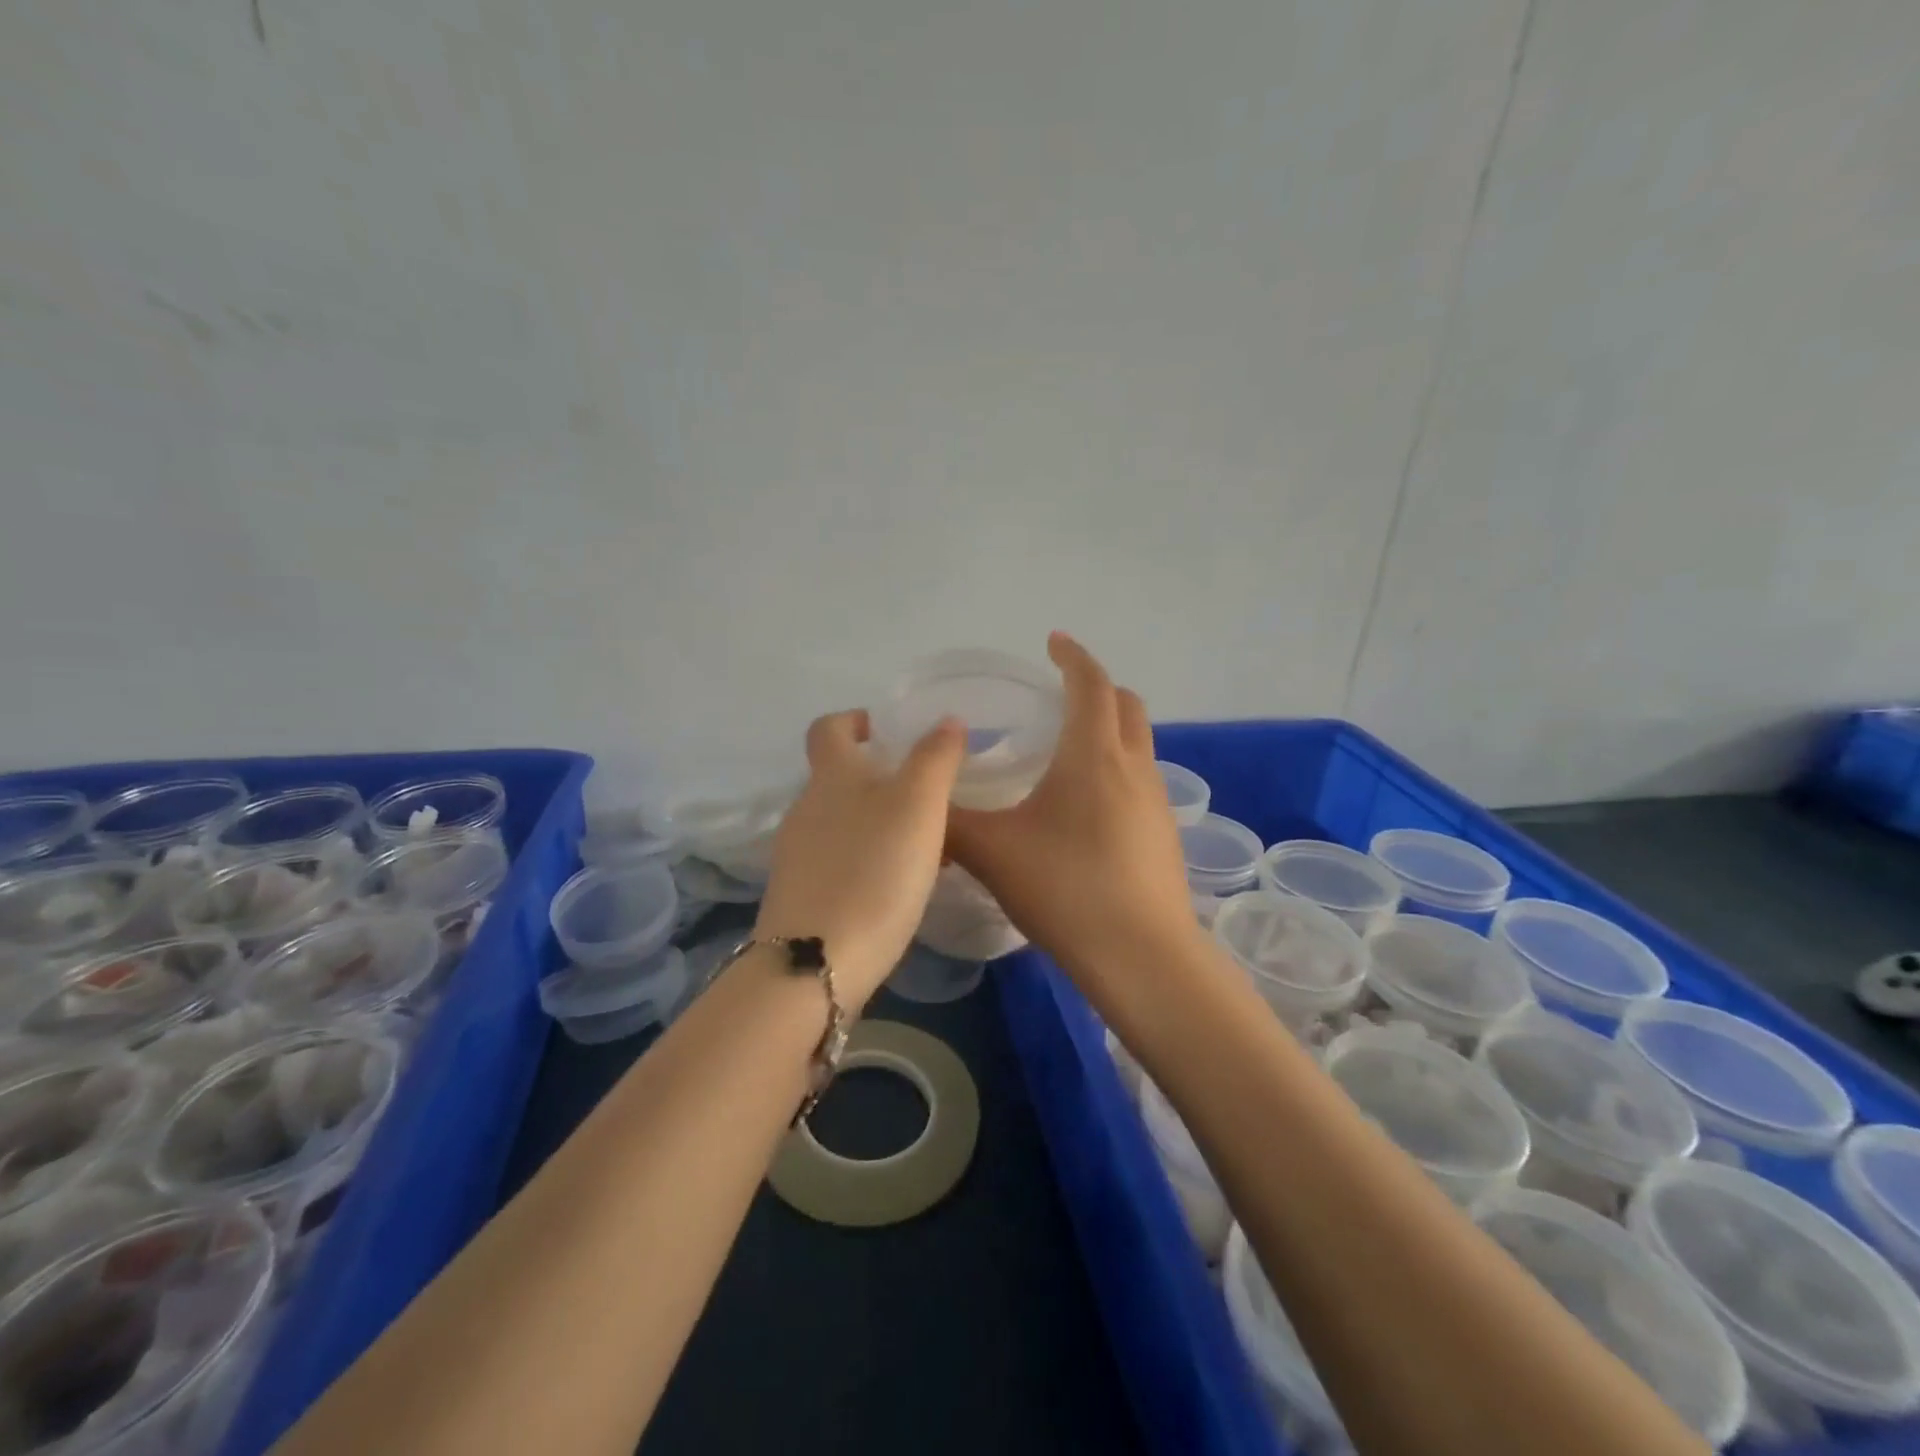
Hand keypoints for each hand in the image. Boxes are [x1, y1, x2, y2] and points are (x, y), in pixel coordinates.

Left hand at [755, 710, 965, 1007]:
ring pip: (841, 823)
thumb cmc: (874, 871)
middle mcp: (806, 809)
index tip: (884, 730)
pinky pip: (838, 861)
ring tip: (922, 844)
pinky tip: (896, 886)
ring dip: (877, 822)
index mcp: (831, 777)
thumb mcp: (918, 805)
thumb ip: (935, 758)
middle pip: (837, 778)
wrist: (816, 963)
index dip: (853, 720)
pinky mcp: (800, 897)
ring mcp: (797, 856)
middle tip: (925, 793)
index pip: (828, 728)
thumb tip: (946, 721)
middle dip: (877, 777)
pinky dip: (867, 860)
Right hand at [946, 633, 1199, 992]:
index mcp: (1093, 754)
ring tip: (1068, 749)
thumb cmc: (1065, 888)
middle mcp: (1133, 767)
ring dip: (1109, 730)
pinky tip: (1085, 807)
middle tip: (1060, 694)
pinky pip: (1140, 780)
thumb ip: (949, 822)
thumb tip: (920, 803)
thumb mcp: (992, 852)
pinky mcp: (1163, 835)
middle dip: (1096, 687)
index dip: (1072, 656)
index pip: (1090, 684)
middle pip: (1126, 705)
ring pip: (1137, 744)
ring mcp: (1156, 802)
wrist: (1142, 956)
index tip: (1052, 641)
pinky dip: (1116, 769)